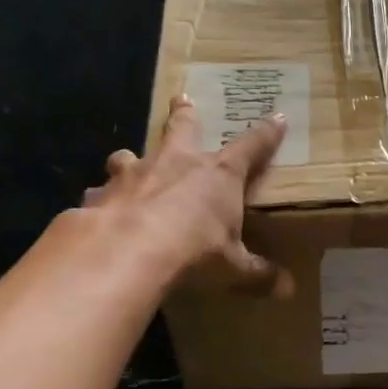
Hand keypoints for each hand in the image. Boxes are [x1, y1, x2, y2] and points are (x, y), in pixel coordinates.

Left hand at [77, 95, 289, 296]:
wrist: (128, 251)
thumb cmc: (194, 251)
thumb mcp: (233, 268)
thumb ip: (258, 275)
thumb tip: (289, 290)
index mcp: (217, 175)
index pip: (251, 148)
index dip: (266, 134)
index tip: (276, 117)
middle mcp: (176, 164)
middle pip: (182, 129)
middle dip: (184, 114)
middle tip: (181, 98)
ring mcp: (134, 175)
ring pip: (130, 155)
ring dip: (131, 159)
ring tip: (127, 161)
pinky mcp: (101, 195)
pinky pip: (100, 193)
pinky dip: (100, 201)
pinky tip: (97, 212)